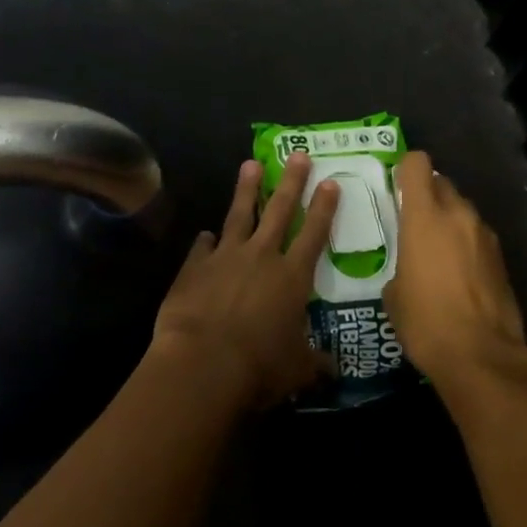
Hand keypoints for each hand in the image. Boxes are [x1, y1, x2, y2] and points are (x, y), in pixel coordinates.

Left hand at [151, 153, 339, 410]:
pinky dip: (205, 241)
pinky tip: (205, 233)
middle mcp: (262, 257)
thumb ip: (314, 363)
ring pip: (239, 215)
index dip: (324, 208)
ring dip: (246, 189)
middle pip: (279, 210)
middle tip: (298, 154)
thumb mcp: (297, 369)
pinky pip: (202, 248)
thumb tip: (333, 371)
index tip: (331, 182)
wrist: (202, 364)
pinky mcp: (194, 268)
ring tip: (251, 164)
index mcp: (292, 277)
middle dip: (291, 181)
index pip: (314, 234)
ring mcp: (225, 258)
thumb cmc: (259, 366)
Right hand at [383, 151, 526, 386]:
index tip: (396, 186)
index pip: (417, 164)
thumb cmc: (425, 322)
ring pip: (463, 210)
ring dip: (450, 220)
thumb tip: (410, 266)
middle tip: (414, 221)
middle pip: (442, 183)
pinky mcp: (502, 258)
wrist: (481, 356)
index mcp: (425, 217)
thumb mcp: (394, 293)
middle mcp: (458, 215)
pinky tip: (459, 275)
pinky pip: (478, 236)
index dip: (405, 169)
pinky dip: (467, 244)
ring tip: (438, 252)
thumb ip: (400, 263)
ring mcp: (485, 235)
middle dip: (428, 194)